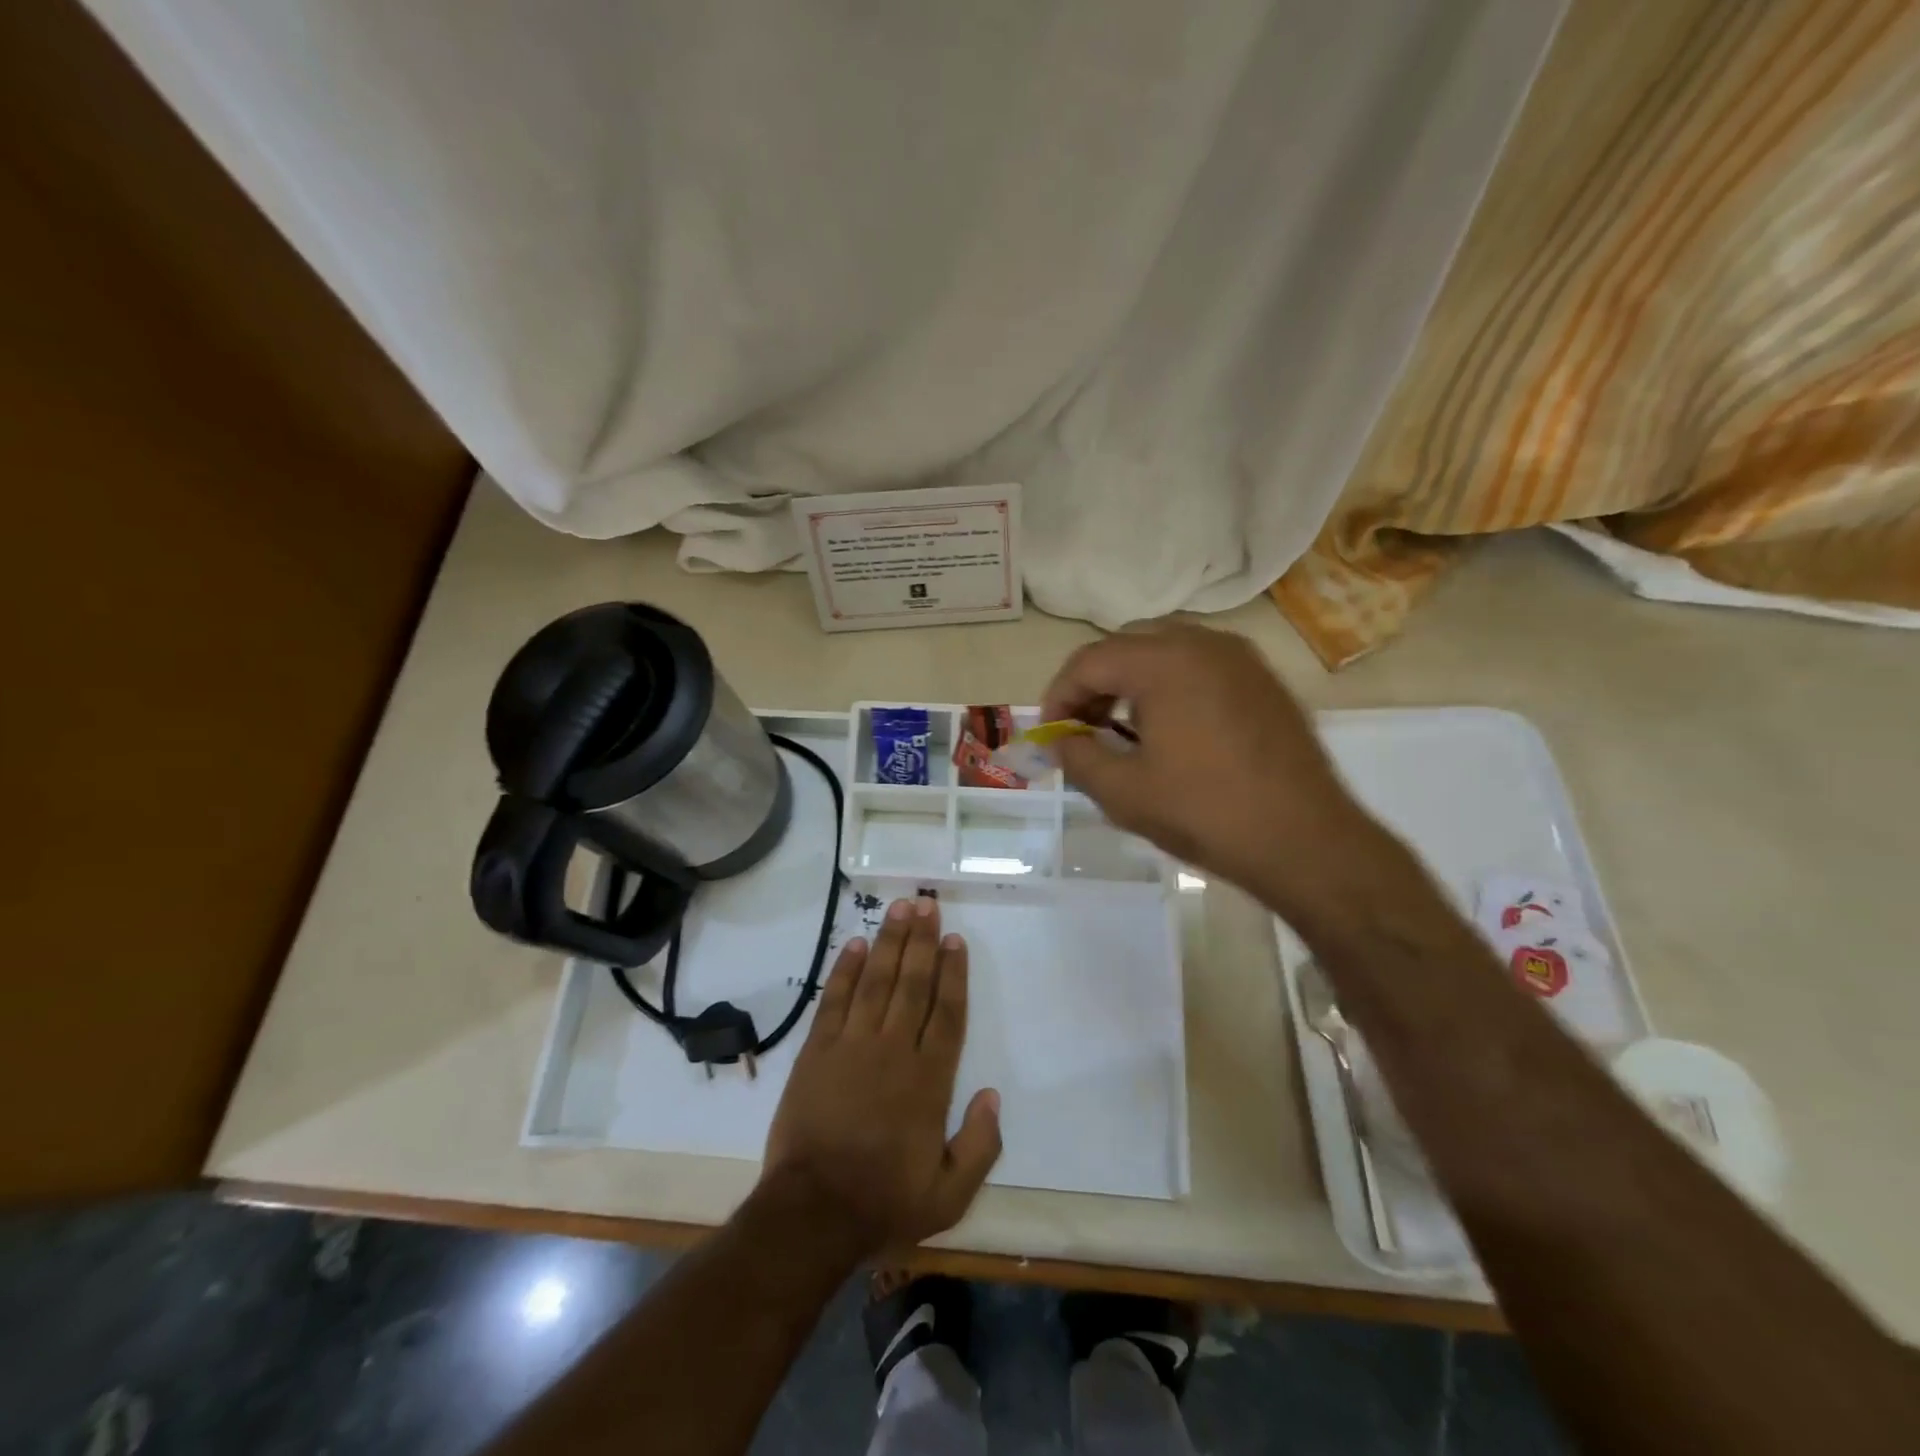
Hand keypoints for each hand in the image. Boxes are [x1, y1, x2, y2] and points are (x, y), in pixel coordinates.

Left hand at [760, 897, 1001, 1257]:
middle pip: (912, 984)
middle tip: (927, 904)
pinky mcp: (817, 1051)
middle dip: (922, 942)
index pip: (946, 1013)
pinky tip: (857, 945)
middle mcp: (893, 1051)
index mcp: (928, 1080)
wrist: (812, 1213)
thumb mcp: (950, 1194)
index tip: (955, 940)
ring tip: (900, 909)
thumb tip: (992, 1095)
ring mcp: (852, 1046)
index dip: (953, 973)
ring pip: (877, 981)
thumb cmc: (884, 1202)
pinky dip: (846, 970)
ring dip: (889, 942)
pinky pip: (835, 1000)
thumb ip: (980, 1145)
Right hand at [1041, 623, 1384, 910]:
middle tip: (1082, 728)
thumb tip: (1059, 739)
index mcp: (1165, 661)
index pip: (1090, 661)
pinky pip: (1200, 664)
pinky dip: (1170, 684)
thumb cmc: (1205, 812)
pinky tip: (1169, 728)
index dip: (1059, 696)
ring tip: (1121, 727)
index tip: (1051, 734)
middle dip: (1094, 683)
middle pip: (1126, 645)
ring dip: (1131, 680)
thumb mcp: (1123, 792)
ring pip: (1165, 649)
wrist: (1305, 841)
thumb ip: (1077, 756)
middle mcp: (1203, 642)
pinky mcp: (1263, 680)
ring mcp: (1240, 658)